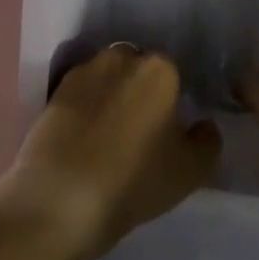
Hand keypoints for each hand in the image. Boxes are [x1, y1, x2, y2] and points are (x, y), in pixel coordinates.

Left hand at [5, 44, 220, 258]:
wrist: (58, 201)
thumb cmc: (135, 180)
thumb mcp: (192, 170)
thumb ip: (207, 140)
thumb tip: (202, 125)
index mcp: (159, 69)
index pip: (174, 73)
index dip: (173, 98)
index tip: (170, 125)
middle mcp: (119, 58)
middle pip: (136, 67)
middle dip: (140, 89)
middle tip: (141, 129)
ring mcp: (80, 74)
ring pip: (105, 78)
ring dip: (109, 96)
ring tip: (108, 135)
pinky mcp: (51, 95)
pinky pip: (78, 96)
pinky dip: (83, 110)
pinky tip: (83, 140)